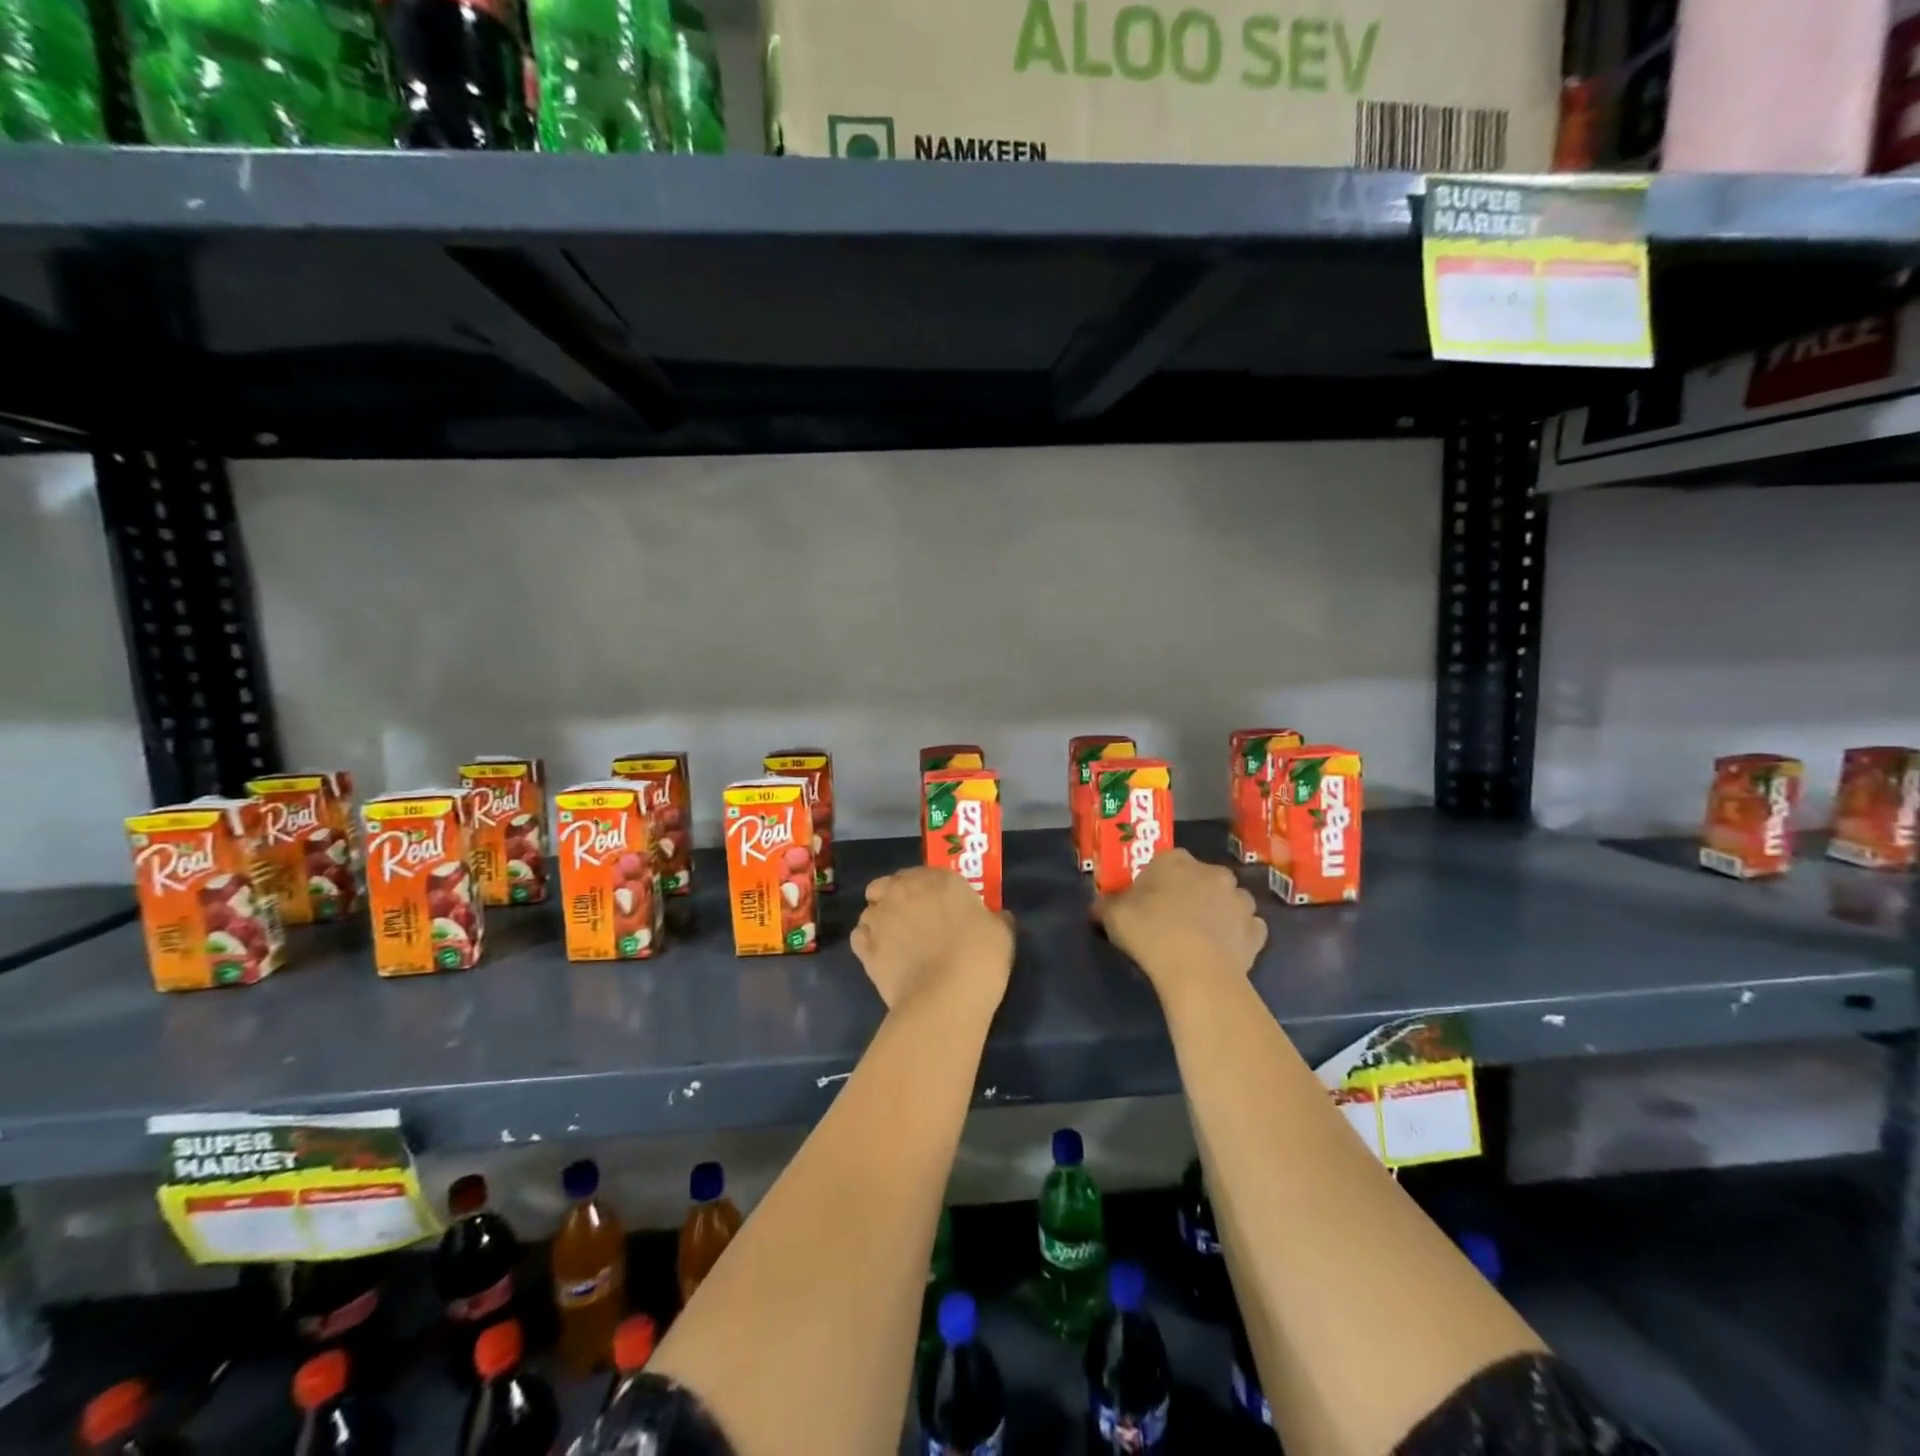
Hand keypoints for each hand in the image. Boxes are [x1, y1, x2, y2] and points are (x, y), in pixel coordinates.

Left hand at [851, 868, 1013, 1012]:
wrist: (945, 999)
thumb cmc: (979, 959)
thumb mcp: (1001, 933)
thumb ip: (994, 918)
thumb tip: (995, 916)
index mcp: (938, 880)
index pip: (926, 872)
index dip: (929, 888)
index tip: (938, 904)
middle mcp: (903, 891)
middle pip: (889, 884)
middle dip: (897, 896)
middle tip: (913, 918)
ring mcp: (880, 918)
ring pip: (871, 909)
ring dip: (881, 919)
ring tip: (896, 940)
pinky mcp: (864, 947)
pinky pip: (860, 936)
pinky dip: (867, 942)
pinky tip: (882, 956)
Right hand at [1094, 849, 1266, 996]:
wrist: (1195, 970)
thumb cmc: (1149, 932)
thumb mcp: (1112, 915)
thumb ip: (1107, 905)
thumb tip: (1099, 905)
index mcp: (1176, 860)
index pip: (1167, 861)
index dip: (1157, 880)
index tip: (1148, 900)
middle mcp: (1213, 872)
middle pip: (1202, 878)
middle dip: (1193, 893)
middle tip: (1174, 918)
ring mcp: (1240, 901)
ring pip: (1229, 901)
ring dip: (1220, 912)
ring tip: (1202, 936)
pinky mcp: (1256, 931)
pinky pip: (1247, 928)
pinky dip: (1238, 936)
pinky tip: (1224, 951)